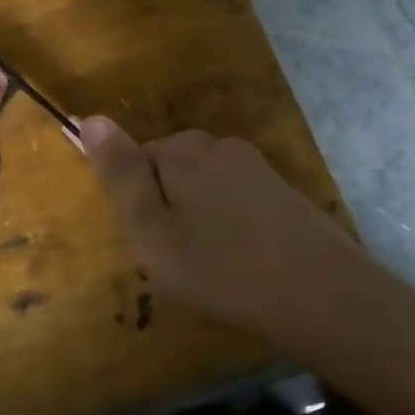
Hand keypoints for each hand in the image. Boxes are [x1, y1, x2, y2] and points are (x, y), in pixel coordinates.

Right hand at [77, 118, 394, 362]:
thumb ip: (120, 175)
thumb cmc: (222, 269)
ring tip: (211, 268)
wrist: (323, 296)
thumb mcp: (151, 231)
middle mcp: (221, 147)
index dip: (137, 205)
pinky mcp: (285, 194)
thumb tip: (90, 117)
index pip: (137, 160)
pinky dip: (232, 228)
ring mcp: (259, 169)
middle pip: (173, 170)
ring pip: (207, 188)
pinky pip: (239, 203)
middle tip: (177, 260)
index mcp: (184, 151)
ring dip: (200, 220)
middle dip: (167, 208)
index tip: (151, 244)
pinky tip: (244, 264)